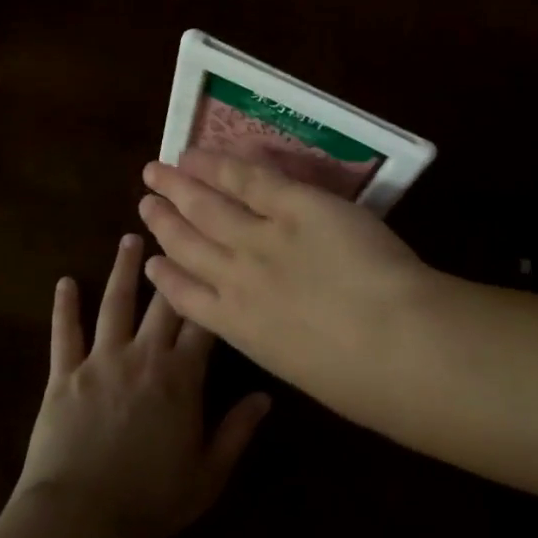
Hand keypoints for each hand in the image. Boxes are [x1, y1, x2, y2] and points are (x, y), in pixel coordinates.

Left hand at [13, 234, 269, 537]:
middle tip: (176, 231)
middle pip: (162, 302)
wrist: (78, 520)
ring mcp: (101, 360)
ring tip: (131, 240)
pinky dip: (64, 307)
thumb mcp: (208, 475)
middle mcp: (143, 355)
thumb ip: (238, 431)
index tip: (218, 257)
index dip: (212, 289)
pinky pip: (65, 334)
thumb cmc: (149, 501)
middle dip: (172, 265)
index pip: (204, 322)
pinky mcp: (64, 375)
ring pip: (116, 304)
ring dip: (124, 270)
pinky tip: (64, 282)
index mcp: (180, 377)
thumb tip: (267, 396)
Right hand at [137, 151, 440, 418]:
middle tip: (145, 201)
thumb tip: (284, 333)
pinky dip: (220, 165)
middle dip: (163, 221)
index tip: (151, 263)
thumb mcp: (304, 368)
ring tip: (158, 173)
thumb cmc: (359, 381)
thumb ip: (284, 341)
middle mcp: (237, 279)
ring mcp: (262, 238)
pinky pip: (250, 179)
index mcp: (240, 328)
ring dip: (180, 188)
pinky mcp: (295, 205)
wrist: (392, 343)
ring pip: (208, 207)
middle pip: (188, 243)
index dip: (166, 277)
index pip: (189, 299)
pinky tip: (198, 157)